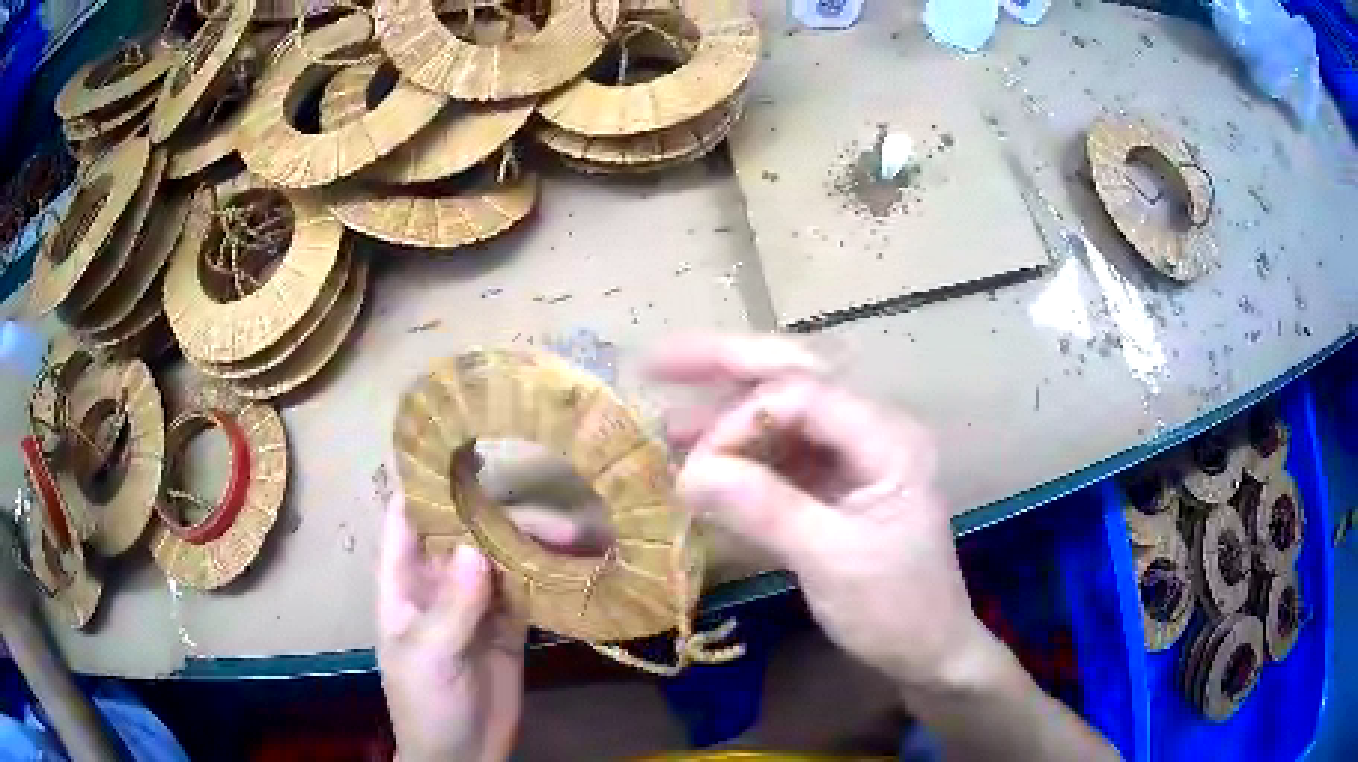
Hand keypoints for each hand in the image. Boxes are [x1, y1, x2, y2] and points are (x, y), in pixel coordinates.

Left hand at [376, 493, 576, 761]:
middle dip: (504, 513)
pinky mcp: (510, 624)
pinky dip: (551, 575)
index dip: (427, 481)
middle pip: (469, 530)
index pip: (407, 516)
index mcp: (405, 580)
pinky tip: (579, 562)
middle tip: (554, 511)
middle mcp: (441, 579)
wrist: (462, 753)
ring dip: (537, 543)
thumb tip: (477, 548)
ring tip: (579, 536)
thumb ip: (452, 605)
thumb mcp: (429, 655)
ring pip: (504, 556)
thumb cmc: (425, 702)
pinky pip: (529, 589)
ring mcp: (477, 600)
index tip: (463, 449)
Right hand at [650, 335, 992, 690]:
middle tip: (659, 362)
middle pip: (792, 379)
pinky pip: (777, 458)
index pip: (802, 395)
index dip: (740, 419)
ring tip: (666, 420)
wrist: (927, 652)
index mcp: (885, 438)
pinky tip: (699, 465)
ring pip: (779, 416)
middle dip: (725, 366)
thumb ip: (765, 510)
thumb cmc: (897, 609)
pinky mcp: (831, 488)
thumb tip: (689, 472)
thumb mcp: (834, 561)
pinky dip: (737, 458)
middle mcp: (867, 433)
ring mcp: (848, 460)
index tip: (695, 467)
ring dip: (724, 415)